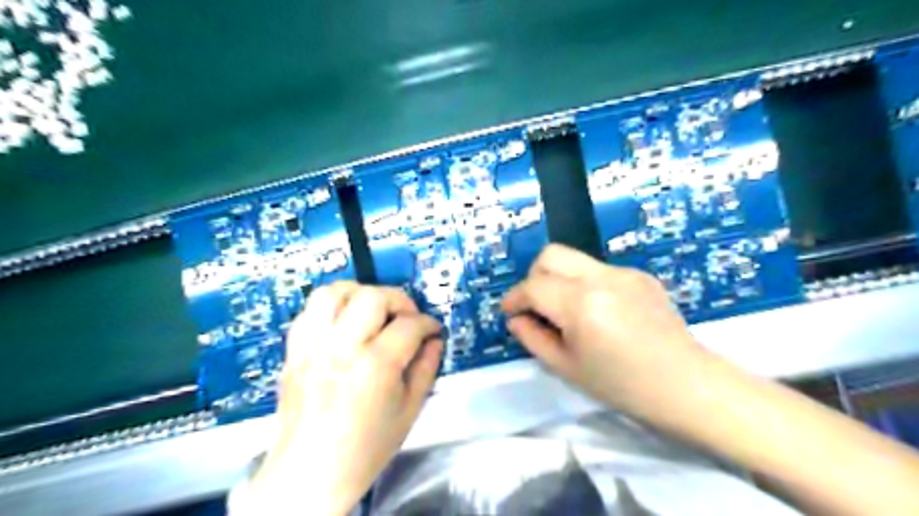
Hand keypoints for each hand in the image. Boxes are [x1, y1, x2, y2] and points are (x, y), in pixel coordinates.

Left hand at [248, 283, 440, 515]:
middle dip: (398, 300)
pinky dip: (331, 307)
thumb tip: (435, 340)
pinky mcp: (294, 350)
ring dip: (360, 294)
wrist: (311, 473)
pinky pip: (309, 310)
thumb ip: (426, 368)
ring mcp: (312, 346)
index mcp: (375, 365)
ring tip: (372, 311)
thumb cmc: (366, 447)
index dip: (428, 323)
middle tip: (406, 318)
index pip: (409, 325)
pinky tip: (344, 323)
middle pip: (372, 297)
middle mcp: (341, 347)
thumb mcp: (409, 410)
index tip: (433, 329)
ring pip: (334, 292)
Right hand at [501, 244, 705, 417]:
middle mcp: (601, 278)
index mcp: (581, 305)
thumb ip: (533, 338)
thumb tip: (517, 318)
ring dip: (559, 279)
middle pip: (551, 254)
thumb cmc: (622, 386)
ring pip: (575, 259)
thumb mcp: (567, 368)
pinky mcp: (640, 275)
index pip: (533, 287)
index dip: (514, 298)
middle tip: (536, 305)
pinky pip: (598, 270)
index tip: (509, 312)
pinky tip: (600, 312)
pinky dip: (585, 284)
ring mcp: (624, 272)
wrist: (687, 386)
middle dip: (534, 277)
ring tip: (568, 311)